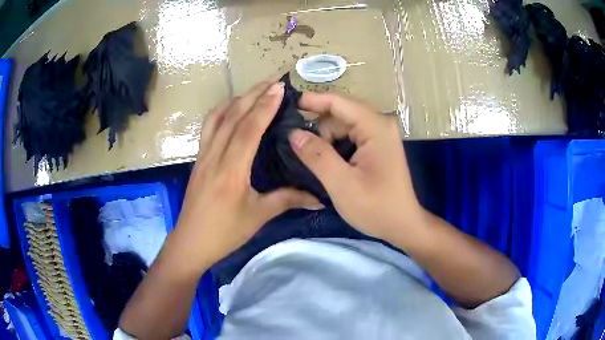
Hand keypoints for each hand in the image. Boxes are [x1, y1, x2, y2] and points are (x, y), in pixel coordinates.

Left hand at [174, 79, 320, 270]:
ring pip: (217, 117)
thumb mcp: (259, 216)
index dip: (265, 106)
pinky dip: (222, 111)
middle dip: (254, 93)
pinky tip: (232, 109)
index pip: (248, 129)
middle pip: (233, 115)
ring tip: (256, 90)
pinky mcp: (198, 159)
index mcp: (231, 170)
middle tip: (273, 79)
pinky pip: (209, 127)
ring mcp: (203, 155)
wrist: (191, 242)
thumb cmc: (225, 233)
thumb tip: (319, 198)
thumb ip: (288, 200)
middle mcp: (214, 156)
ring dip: (237, 99)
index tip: (280, 87)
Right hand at [289, 93, 424, 242]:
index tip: (286, 105)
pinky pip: (350, 136)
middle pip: (340, 114)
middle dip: (318, 128)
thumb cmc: (376, 207)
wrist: (402, 225)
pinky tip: (327, 162)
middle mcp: (380, 124)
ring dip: (326, 140)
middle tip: (297, 148)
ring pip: (343, 126)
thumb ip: (317, 156)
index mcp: (375, 127)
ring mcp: (380, 134)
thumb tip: (293, 133)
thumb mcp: (342, 184)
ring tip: (312, 160)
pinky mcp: (377, 145)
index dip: (311, 101)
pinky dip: (335, 146)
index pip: (338, 102)